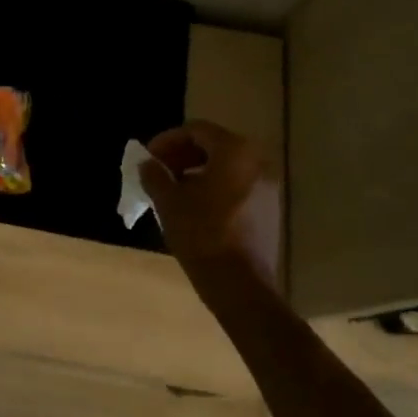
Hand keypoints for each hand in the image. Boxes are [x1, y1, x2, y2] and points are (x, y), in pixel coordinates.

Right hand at [140, 121, 281, 291]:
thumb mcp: (168, 201)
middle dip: (181, 155)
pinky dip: (214, 187)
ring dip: (196, 171)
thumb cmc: (201, 234)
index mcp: (234, 152)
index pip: (196, 130)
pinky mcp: (269, 208)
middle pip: (213, 145)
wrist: (240, 285)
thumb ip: (155, 175)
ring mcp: (267, 186)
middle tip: (158, 171)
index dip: (167, 140)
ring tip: (172, 190)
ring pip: (225, 166)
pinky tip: (194, 207)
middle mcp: (257, 161)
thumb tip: (148, 164)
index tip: (148, 158)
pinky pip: (237, 185)